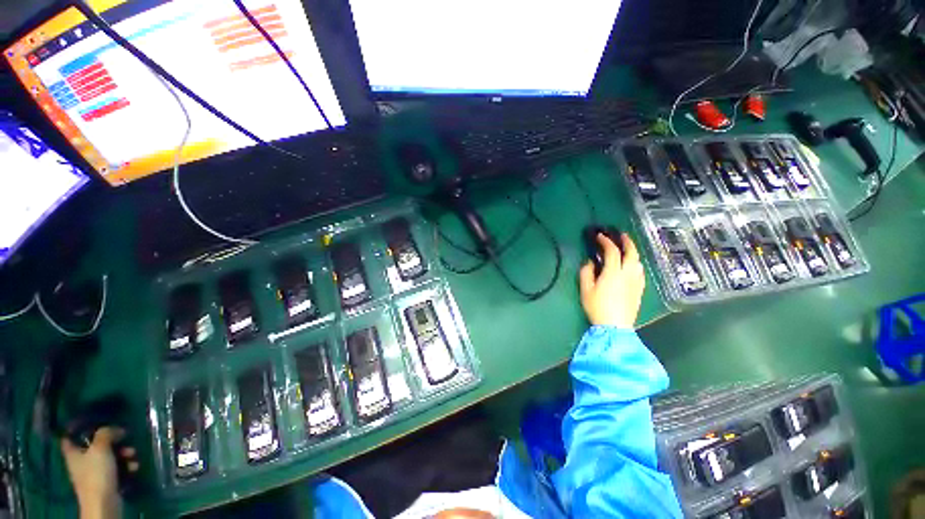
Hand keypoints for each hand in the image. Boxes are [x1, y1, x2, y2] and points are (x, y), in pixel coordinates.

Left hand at [60, 427, 138, 518]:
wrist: (104, 503)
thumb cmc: (96, 473)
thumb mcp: (100, 448)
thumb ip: (106, 433)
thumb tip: (115, 427)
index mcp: (73, 453)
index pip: (69, 437)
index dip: (77, 428)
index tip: (91, 421)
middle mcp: (81, 461)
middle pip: (96, 446)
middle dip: (113, 442)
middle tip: (125, 439)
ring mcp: (94, 473)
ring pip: (110, 457)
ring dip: (124, 454)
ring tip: (133, 455)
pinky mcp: (106, 481)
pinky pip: (117, 469)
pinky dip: (126, 466)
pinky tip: (134, 466)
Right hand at [579, 233, 644, 328]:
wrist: (615, 326)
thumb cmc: (597, 307)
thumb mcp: (586, 290)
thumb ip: (586, 272)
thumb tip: (590, 262)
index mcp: (613, 272)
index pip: (612, 251)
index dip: (606, 241)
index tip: (600, 236)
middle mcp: (628, 274)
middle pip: (632, 253)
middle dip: (627, 241)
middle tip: (621, 235)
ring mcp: (636, 282)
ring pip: (638, 262)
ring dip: (633, 252)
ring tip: (626, 250)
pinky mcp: (640, 290)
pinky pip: (640, 272)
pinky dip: (636, 264)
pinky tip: (632, 267)